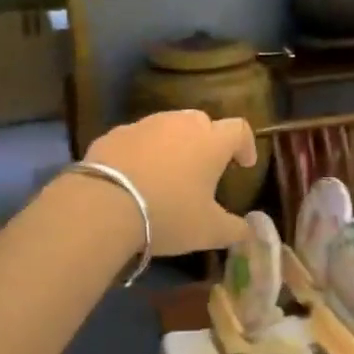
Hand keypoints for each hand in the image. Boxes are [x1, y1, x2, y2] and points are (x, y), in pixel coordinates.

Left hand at [83, 110, 257, 254]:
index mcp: (211, 141)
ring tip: (168, 173)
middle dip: (208, 141)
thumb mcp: (208, 231)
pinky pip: (137, 138)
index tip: (244, 165)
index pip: (239, 129)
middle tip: (204, 168)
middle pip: (203, 122)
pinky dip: (142, 152)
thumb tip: (249, 231)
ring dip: (173, 144)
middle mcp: (181, 124)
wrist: (104, 205)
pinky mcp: (115, 133)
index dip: (245, 145)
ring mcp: (145, 125)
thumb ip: (235, 229)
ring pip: (167, 127)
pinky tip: (135, 176)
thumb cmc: (168, 214)